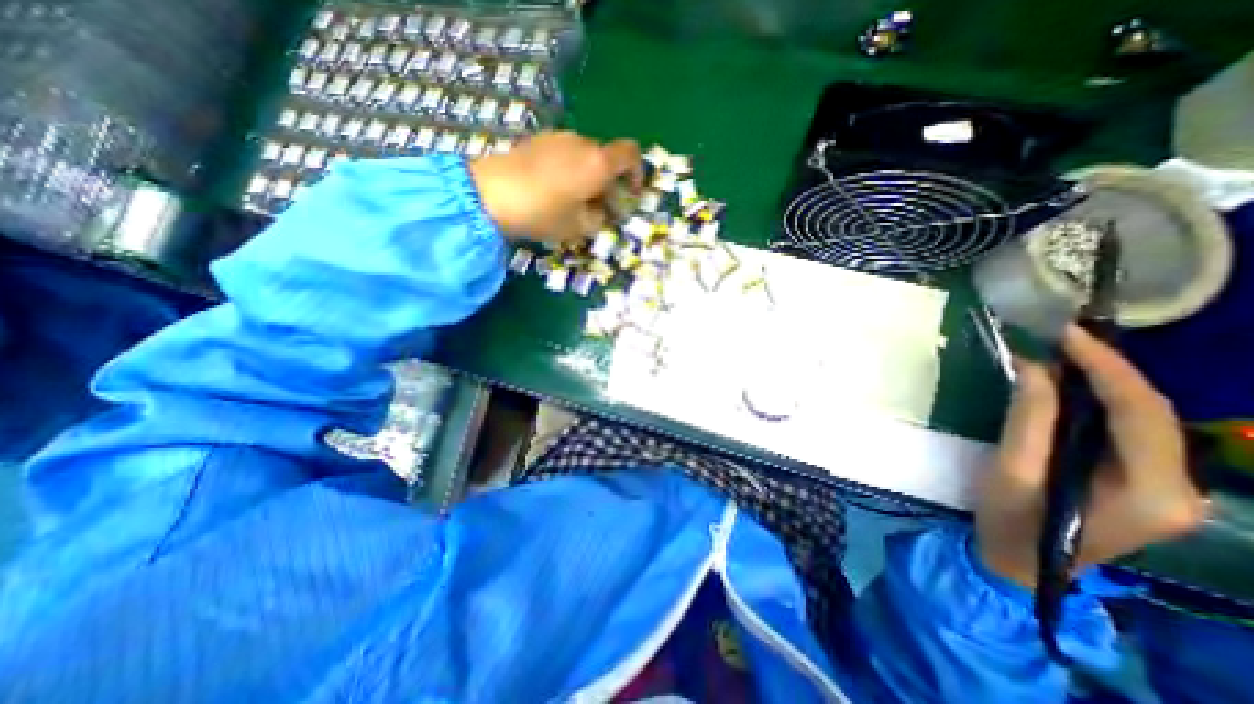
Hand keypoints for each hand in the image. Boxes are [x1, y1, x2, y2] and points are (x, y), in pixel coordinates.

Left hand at [471, 133, 646, 243]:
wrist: (490, 194)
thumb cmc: (544, 213)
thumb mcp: (579, 227)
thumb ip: (600, 219)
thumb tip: (601, 211)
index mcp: (598, 163)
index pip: (630, 155)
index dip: (636, 173)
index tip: (630, 195)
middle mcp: (582, 143)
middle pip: (605, 158)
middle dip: (608, 182)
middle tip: (599, 208)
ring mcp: (557, 138)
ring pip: (584, 156)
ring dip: (587, 176)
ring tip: (573, 201)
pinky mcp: (536, 141)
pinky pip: (564, 153)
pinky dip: (568, 170)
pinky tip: (553, 190)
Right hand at [972, 326, 1208, 588]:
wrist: (1022, 563)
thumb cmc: (1012, 520)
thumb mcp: (1012, 469)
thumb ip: (1028, 419)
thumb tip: (1034, 366)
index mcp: (1153, 492)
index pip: (1142, 413)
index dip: (1107, 367)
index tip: (1067, 335)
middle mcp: (1181, 489)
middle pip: (1153, 414)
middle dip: (1109, 370)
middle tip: (1060, 339)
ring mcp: (1169, 488)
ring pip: (1145, 420)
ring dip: (1105, 383)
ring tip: (1062, 355)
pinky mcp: (1145, 484)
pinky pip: (1129, 431)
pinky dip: (1100, 403)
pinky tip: (1069, 388)